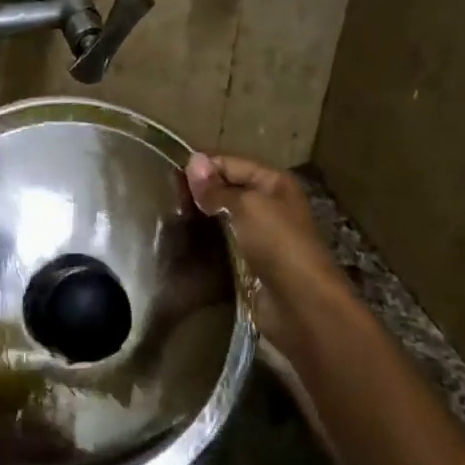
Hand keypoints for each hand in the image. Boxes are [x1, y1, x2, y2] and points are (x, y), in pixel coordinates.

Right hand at [185, 152, 342, 346]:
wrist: (300, 304)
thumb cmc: (278, 244)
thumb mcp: (246, 206)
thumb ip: (217, 188)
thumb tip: (192, 160)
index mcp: (273, 183)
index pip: (230, 163)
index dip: (201, 167)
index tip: (168, 176)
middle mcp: (268, 204)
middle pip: (226, 189)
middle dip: (198, 192)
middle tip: (164, 197)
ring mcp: (259, 234)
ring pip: (221, 217)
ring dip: (200, 217)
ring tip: (168, 217)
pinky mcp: (249, 261)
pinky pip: (221, 242)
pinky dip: (205, 241)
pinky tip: (182, 241)